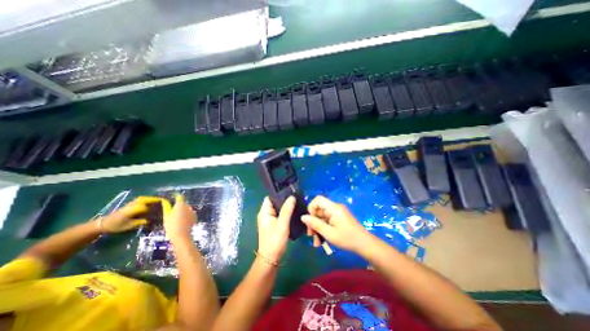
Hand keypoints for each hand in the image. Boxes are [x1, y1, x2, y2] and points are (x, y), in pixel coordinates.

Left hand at [100, 197, 159, 231]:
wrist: (103, 223)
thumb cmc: (116, 226)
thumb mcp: (127, 226)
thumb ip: (139, 222)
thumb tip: (150, 220)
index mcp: (129, 211)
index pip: (143, 207)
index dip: (151, 208)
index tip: (161, 208)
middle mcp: (130, 205)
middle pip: (144, 200)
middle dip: (153, 199)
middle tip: (163, 200)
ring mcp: (130, 203)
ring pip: (142, 198)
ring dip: (151, 198)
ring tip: (159, 199)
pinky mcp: (130, 203)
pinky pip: (141, 199)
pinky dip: (148, 198)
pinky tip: (152, 200)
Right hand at [162, 194, 195, 242]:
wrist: (181, 235)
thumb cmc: (171, 225)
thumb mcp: (166, 216)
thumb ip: (166, 207)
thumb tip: (164, 201)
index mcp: (181, 204)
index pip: (180, 197)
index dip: (177, 197)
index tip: (173, 199)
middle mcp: (188, 206)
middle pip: (183, 203)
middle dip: (179, 206)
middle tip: (173, 213)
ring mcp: (193, 211)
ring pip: (187, 209)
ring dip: (183, 211)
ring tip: (177, 219)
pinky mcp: (195, 216)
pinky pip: (190, 214)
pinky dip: (187, 216)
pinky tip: (182, 222)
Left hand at [257, 195, 294, 261]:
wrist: (271, 258)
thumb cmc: (275, 240)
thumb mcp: (282, 224)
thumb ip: (287, 209)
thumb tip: (292, 196)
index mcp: (264, 212)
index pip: (270, 197)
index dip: (279, 193)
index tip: (290, 191)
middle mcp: (265, 214)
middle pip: (275, 202)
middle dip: (284, 199)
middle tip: (296, 197)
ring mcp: (269, 219)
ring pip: (278, 209)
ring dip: (286, 206)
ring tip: (297, 203)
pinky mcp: (273, 224)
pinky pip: (280, 215)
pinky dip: (286, 213)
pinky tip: (294, 212)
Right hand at [301, 196, 369, 252]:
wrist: (365, 245)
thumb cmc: (347, 238)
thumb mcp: (329, 233)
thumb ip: (315, 224)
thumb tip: (302, 217)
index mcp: (333, 208)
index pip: (317, 200)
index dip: (311, 208)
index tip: (310, 221)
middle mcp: (334, 208)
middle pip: (318, 210)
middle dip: (313, 222)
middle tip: (311, 235)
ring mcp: (337, 213)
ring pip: (322, 217)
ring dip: (317, 228)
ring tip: (317, 242)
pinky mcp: (339, 219)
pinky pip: (327, 221)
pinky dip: (323, 229)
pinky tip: (322, 241)